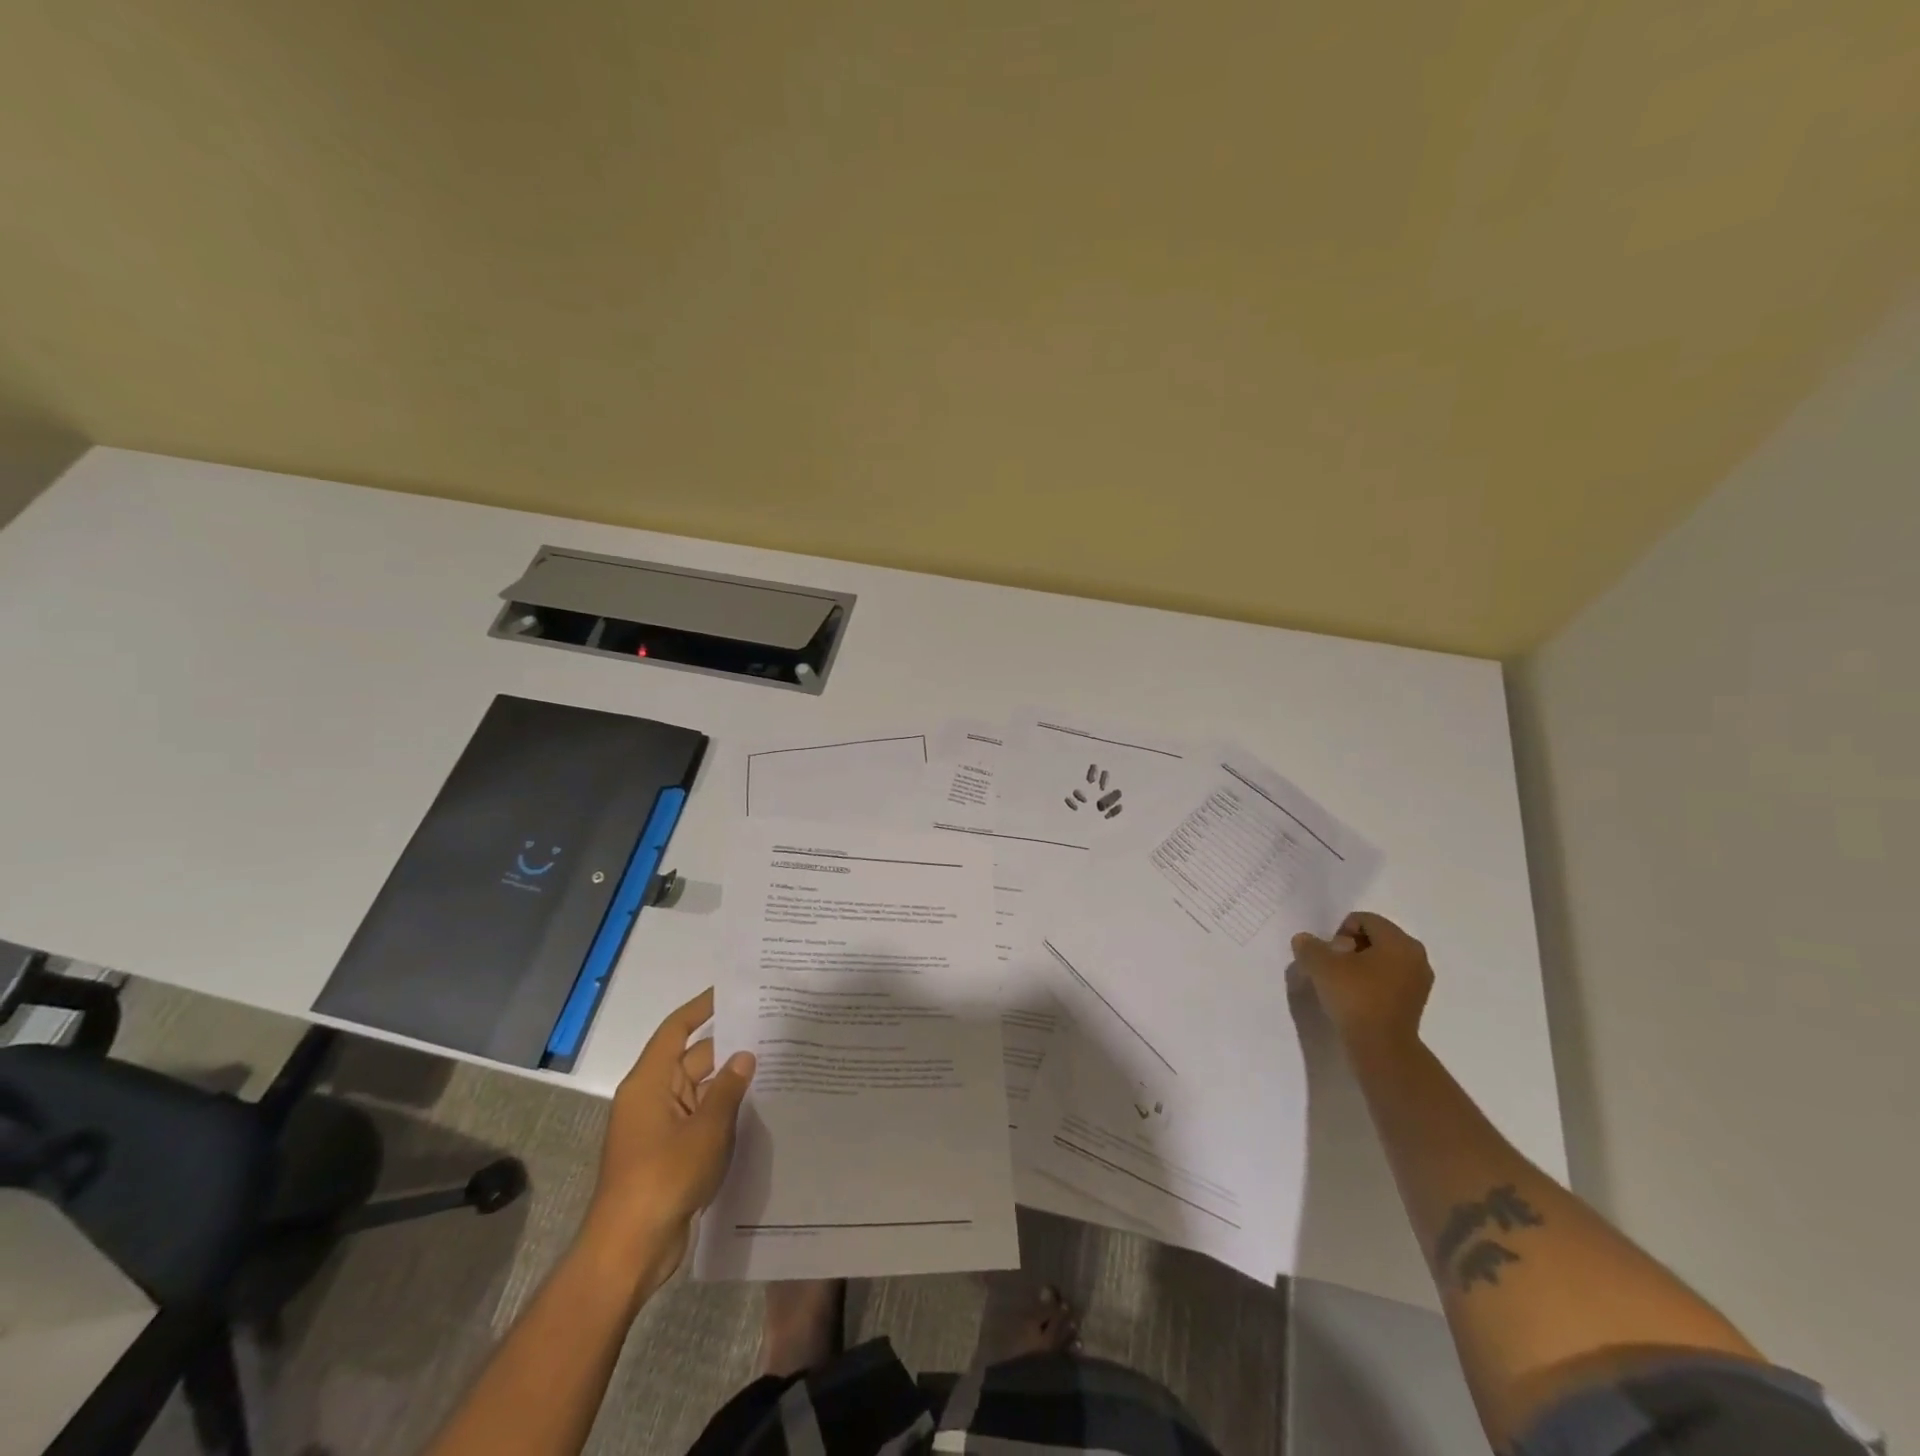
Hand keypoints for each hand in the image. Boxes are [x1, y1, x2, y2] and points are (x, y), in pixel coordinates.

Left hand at [579, 988, 754, 1291]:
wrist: (631, 1249)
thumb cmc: (664, 1176)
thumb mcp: (706, 1128)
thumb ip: (728, 1087)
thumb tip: (745, 1056)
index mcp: (650, 1082)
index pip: (676, 1029)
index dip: (702, 1007)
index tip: (733, 991)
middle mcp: (652, 1097)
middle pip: (692, 1059)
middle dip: (728, 1047)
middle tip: (770, 1030)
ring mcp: (659, 1127)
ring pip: (700, 1091)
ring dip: (729, 1082)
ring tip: (774, 1064)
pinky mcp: (669, 1153)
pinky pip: (699, 1119)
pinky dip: (723, 1111)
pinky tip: (756, 1109)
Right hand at [1291, 911, 1433, 1056]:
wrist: (1381, 1048)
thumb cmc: (1355, 997)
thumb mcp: (1321, 965)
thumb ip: (1309, 946)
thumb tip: (1304, 940)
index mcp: (1399, 941)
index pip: (1364, 919)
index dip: (1340, 931)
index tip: (1330, 954)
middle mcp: (1416, 956)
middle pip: (1375, 937)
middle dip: (1350, 947)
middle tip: (1334, 967)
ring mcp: (1419, 980)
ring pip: (1382, 959)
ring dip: (1360, 965)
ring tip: (1343, 983)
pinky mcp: (1415, 1002)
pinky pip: (1389, 979)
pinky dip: (1371, 981)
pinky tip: (1356, 997)